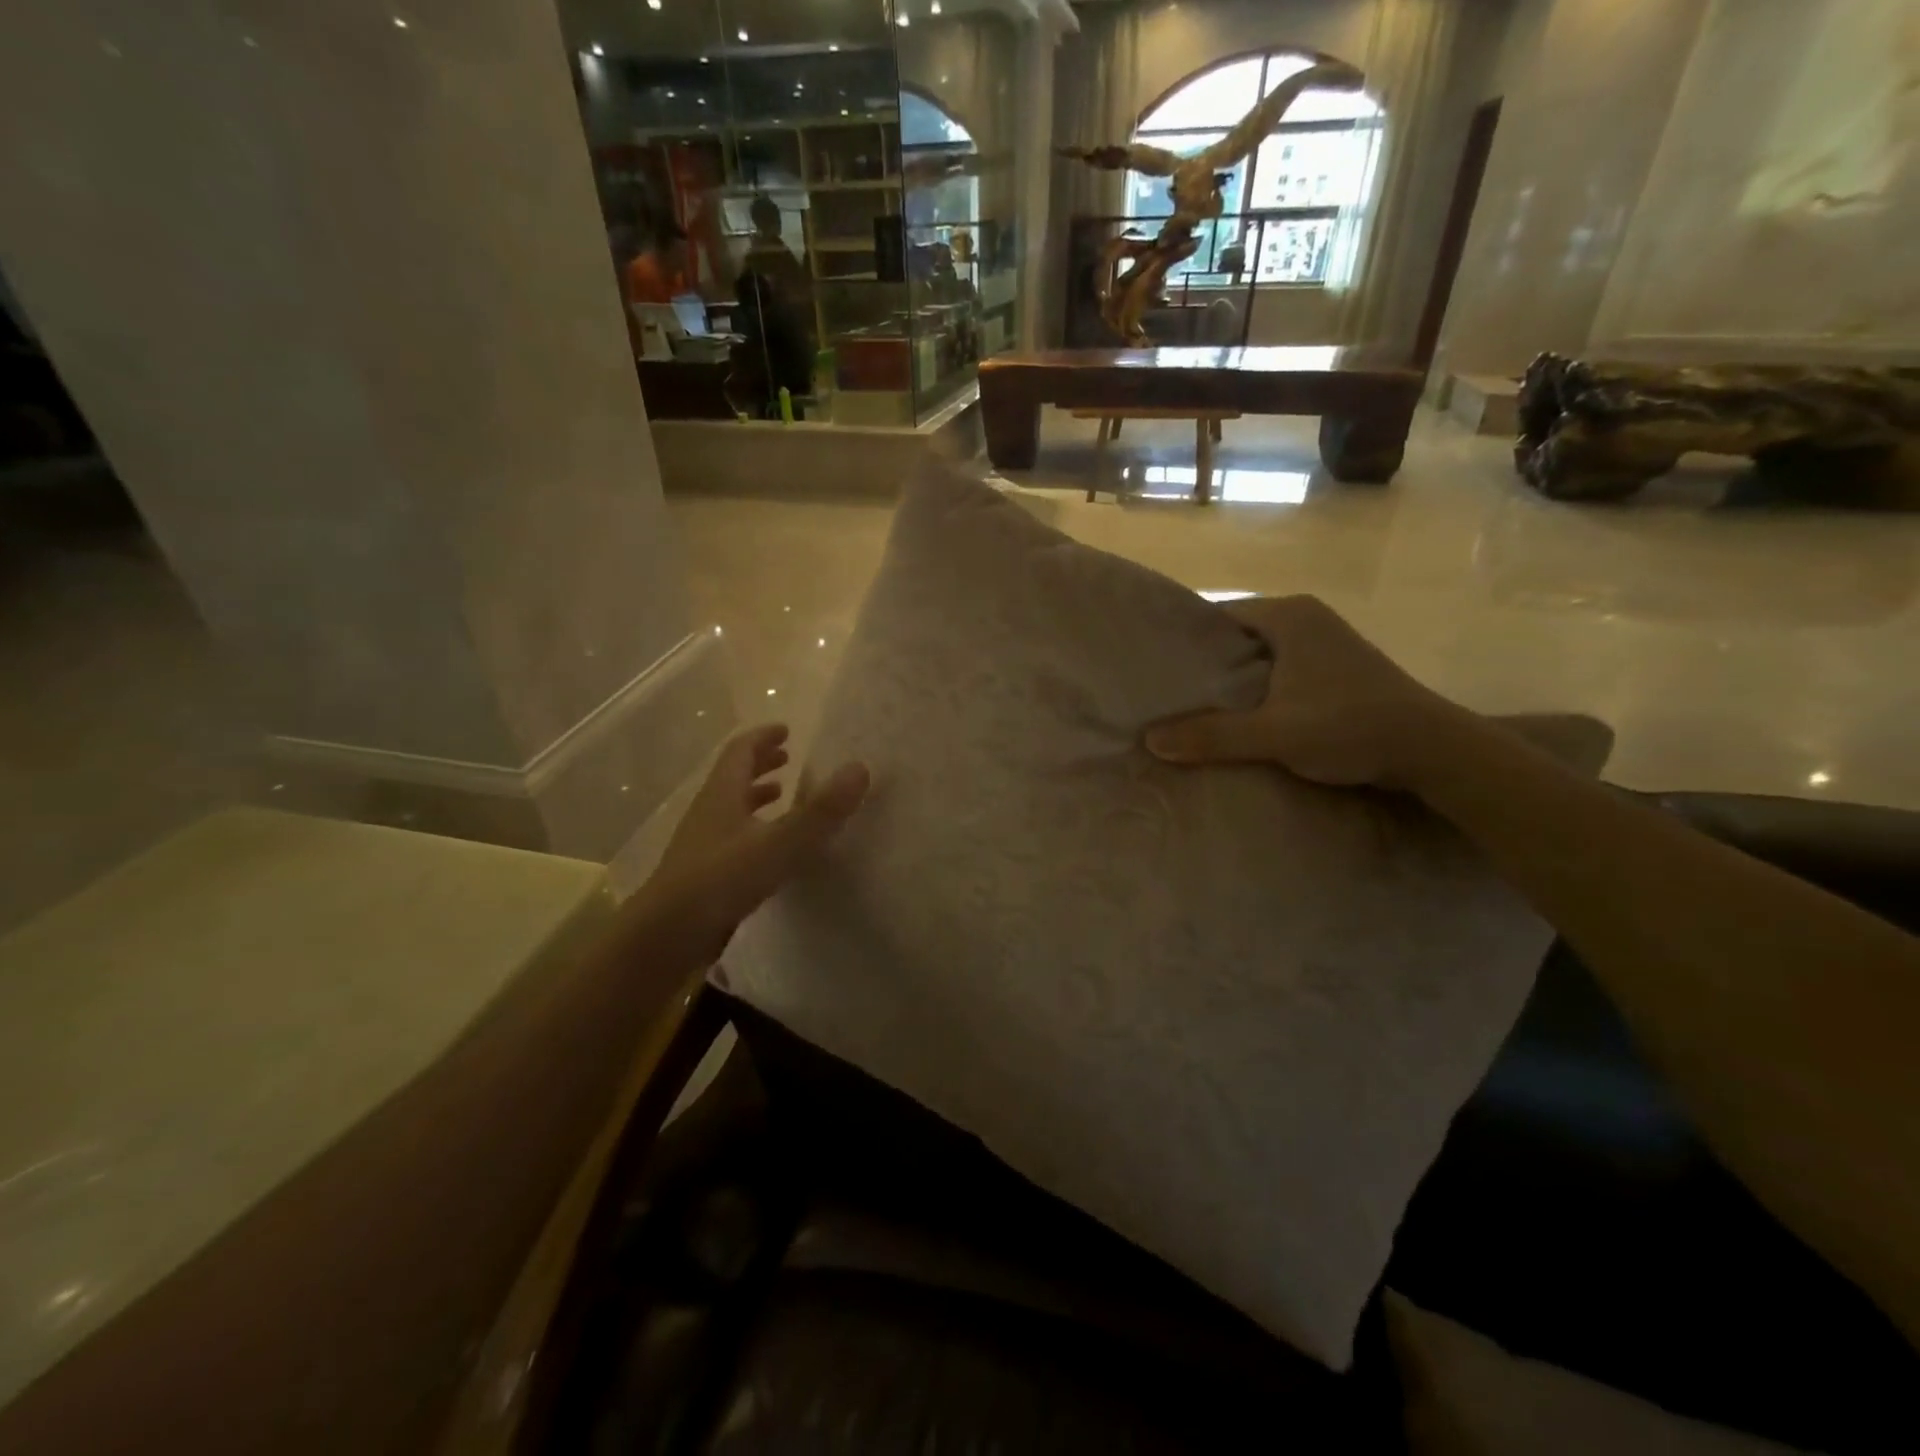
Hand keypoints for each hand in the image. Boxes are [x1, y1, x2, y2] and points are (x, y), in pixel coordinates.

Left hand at [646, 724, 868, 965]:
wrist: (666, 936)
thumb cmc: (722, 879)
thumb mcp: (780, 843)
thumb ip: (821, 810)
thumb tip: (859, 768)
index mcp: (722, 793)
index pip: (741, 750)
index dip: (763, 737)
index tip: (787, 731)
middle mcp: (709, 811)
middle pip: (733, 776)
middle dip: (761, 763)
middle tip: (788, 759)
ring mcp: (703, 843)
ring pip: (731, 808)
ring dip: (756, 796)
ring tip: (782, 797)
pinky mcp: (703, 873)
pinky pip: (732, 837)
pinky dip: (753, 830)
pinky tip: (770, 849)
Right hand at [1145, 595, 1459, 788]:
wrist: (1433, 750)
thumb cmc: (1351, 726)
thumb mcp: (1275, 733)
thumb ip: (1212, 736)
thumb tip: (1149, 742)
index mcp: (1289, 616)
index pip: (1219, 615)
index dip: (1185, 641)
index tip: (1154, 666)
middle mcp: (1306, 619)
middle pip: (1237, 637)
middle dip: (1204, 665)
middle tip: (1165, 693)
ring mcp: (1324, 644)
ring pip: (1259, 657)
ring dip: (1231, 682)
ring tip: (1190, 709)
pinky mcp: (1335, 671)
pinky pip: (1279, 673)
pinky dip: (1257, 691)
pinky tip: (1237, 718)